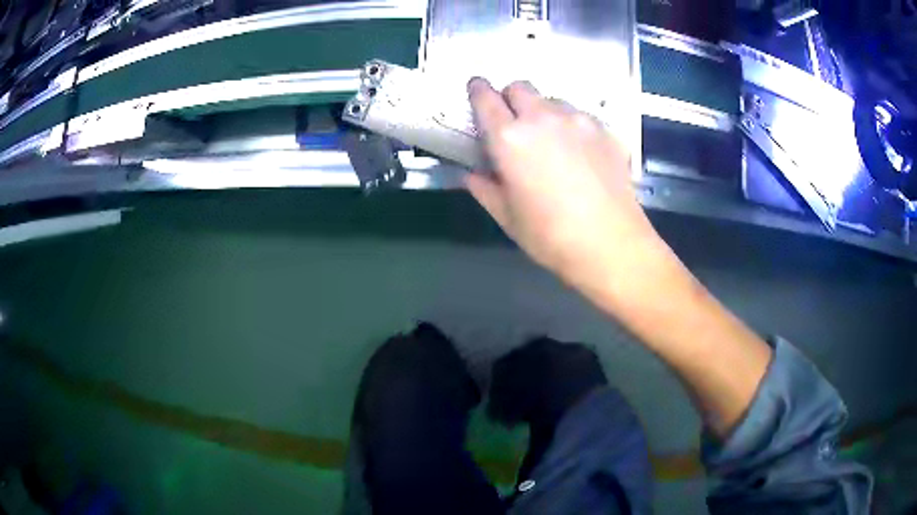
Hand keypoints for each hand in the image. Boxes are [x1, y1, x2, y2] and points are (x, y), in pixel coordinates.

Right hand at [465, 78, 661, 287]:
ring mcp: (578, 120)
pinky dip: (572, 126)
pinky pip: (580, 117)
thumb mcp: (507, 217)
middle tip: (514, 122)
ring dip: (543, 112)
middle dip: (511, 97)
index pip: (485, 97)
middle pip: (520, 87)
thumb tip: (472, 174)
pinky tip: (580, 154)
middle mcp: (543, 118)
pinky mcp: (605, 130)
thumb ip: (484, 188)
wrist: (612, 245)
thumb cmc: (551, 236)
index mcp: (510, 138)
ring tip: (551, 141)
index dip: (477, 89)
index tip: (476, 89)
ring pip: (552, 100)